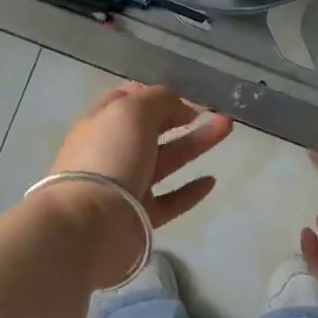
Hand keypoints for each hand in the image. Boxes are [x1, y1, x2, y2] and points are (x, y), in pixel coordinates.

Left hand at [39, 84, 233, 280]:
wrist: (91, 223)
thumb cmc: (109, 156)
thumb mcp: (132, 111)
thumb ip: (158, 99)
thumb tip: (179, 105)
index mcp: (103, 123)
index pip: (128, 101)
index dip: (156, 94)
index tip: (187, 94)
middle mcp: (113, 152)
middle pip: (152, 129)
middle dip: (182, 116)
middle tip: (213, 109)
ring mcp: (126, 186)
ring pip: (166, 160)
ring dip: (196, 143)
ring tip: (227, 127)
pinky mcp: (140, 217)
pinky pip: (170, 201)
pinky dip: (190, 190)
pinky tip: (211, 180)